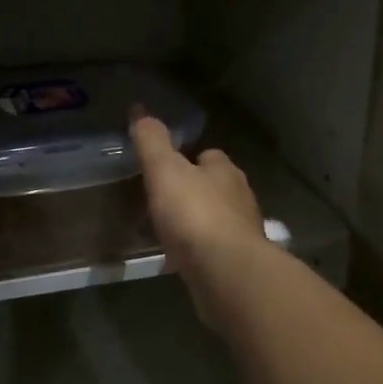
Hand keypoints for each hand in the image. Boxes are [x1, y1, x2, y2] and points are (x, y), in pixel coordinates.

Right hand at [129, 115, 266, 324]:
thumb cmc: (195, 214)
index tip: (165, 168)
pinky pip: (213, 251)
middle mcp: (240, 198)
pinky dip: (198, 252)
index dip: (188, 159)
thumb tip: (140, 110)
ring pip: (215, 220)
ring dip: (196, 224)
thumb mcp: (165, 170)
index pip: (209, 156)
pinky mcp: (237, 264)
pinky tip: (179, 259)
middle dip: (193, 192)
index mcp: (225, 171)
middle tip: (161, 201)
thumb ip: (152, 142)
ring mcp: (242, 233)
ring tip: (167, 232)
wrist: (226, 273)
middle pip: (214, 188)